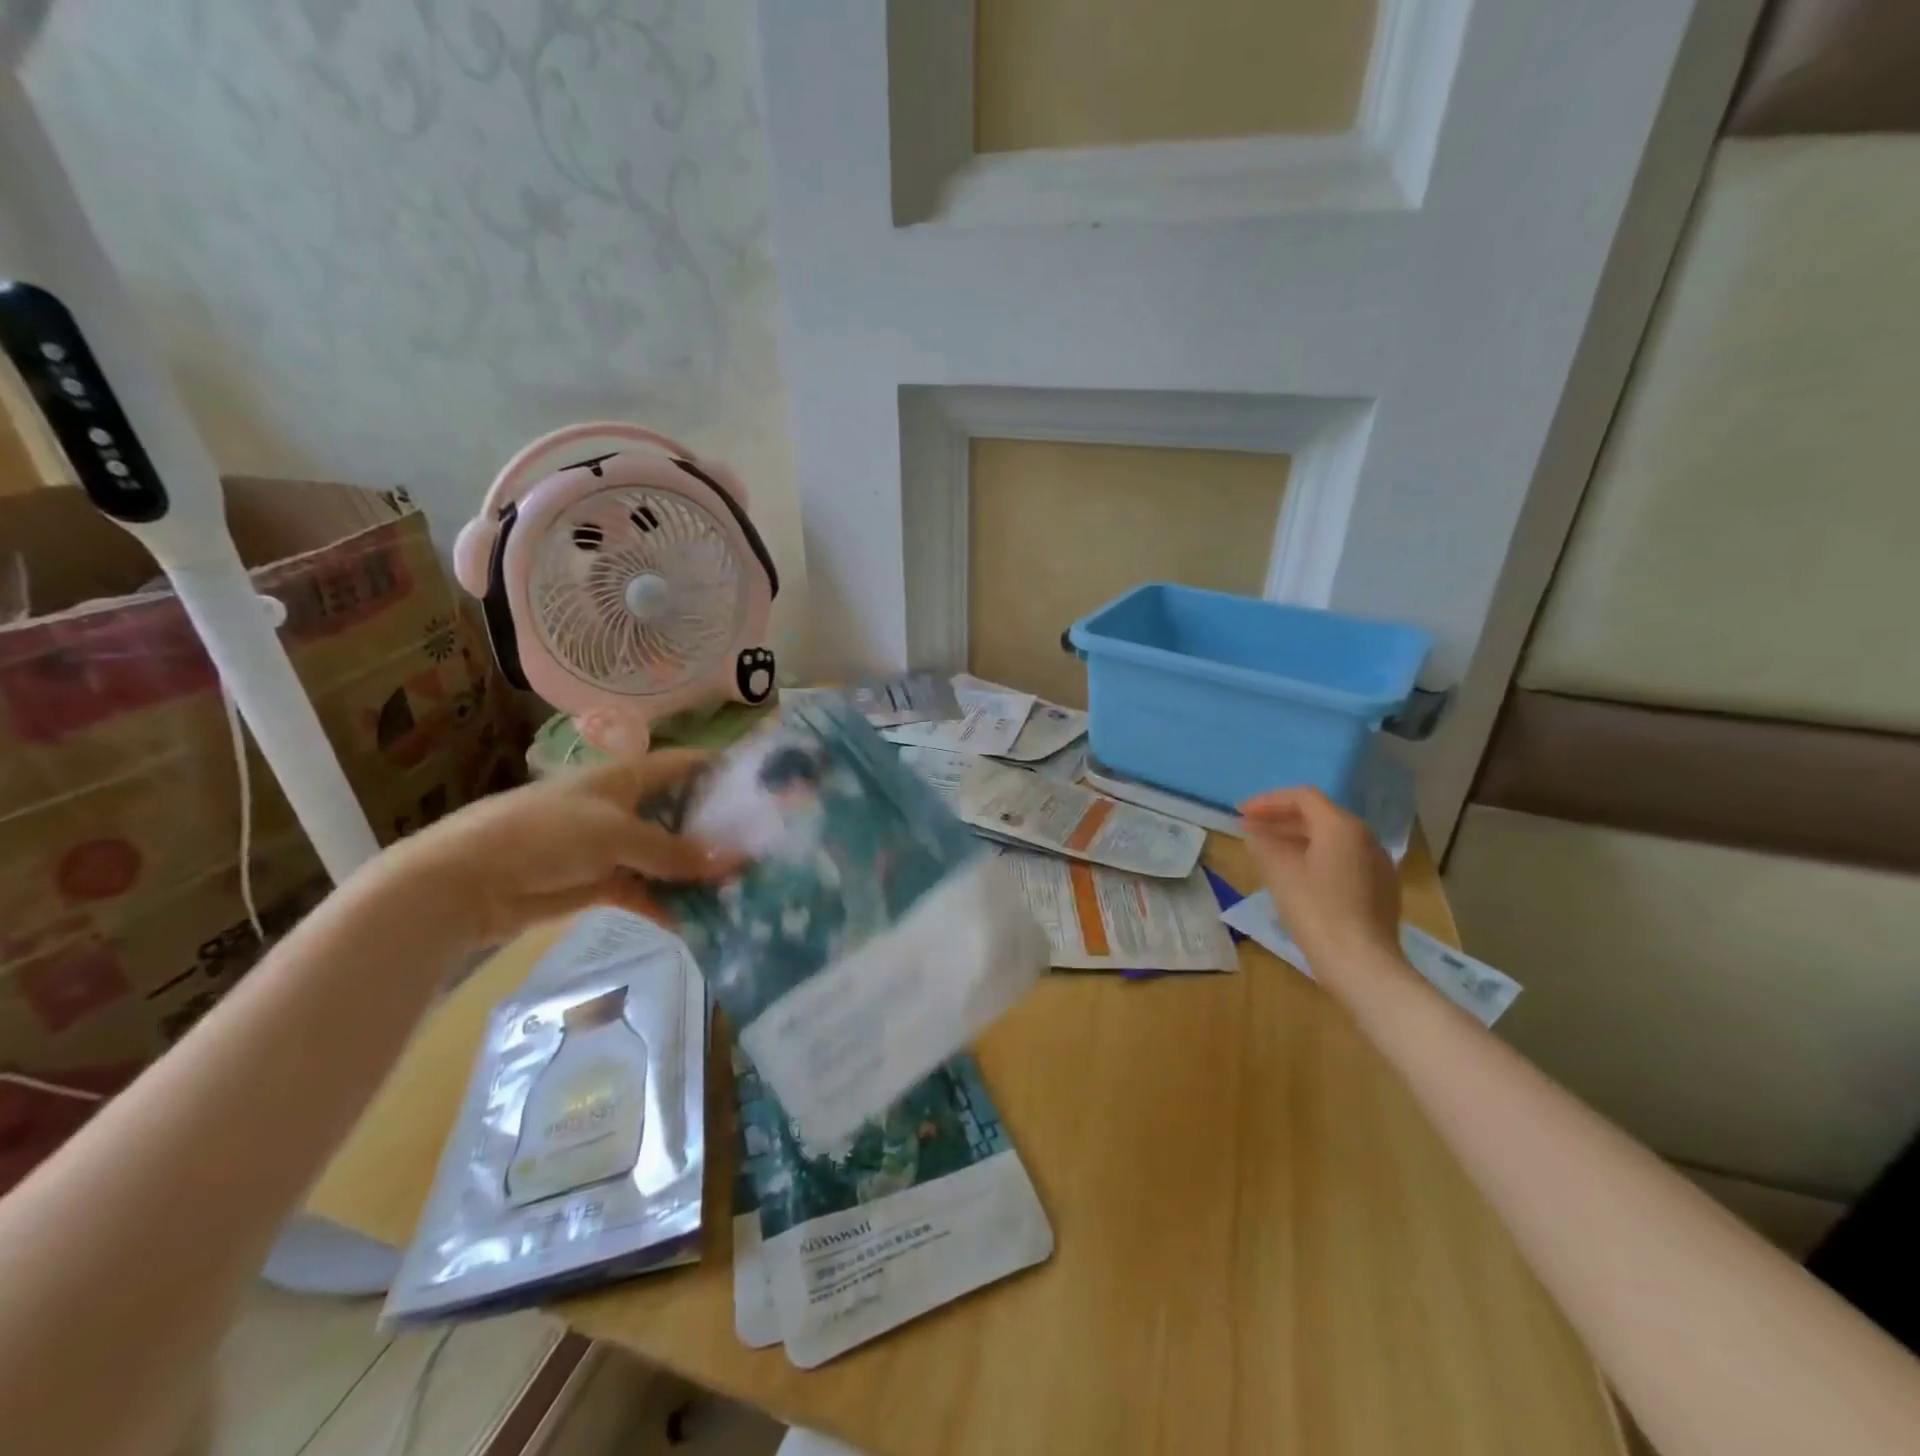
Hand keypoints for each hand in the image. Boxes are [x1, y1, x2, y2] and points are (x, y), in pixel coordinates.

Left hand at [389, 750, 740, 946]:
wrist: (466, 881)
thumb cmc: (543, 835)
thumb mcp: (615, 834)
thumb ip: (672, 850)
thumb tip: (731, 861)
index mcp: (627, 777)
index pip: (686, 765)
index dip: (724, 772)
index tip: (766, 788)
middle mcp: (626, 807)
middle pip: (683, 814)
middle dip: (719, 831)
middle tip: (763, 849)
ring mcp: (613, 846)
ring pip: (667, 857)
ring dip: (696, 873)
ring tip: (740, 889)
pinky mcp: (600, 883)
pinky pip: (645, 892)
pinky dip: (667, 905)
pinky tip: (697, 922)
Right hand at [1239, 786, 1400, 975]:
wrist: (1362, 963)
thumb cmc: (1316, 910)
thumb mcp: (1280, 871)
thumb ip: (1263, 844)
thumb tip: (1255, 834)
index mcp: (1342, 826)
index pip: (1302, 797)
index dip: (1268, 801)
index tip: (1241, 813)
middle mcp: (1365, 838)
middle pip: (1318, 816)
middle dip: (1280, 819)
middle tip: (1249, 828)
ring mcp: (1377, 864)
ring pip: (1331, 840)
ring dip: (1296, 839)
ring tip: (1267, 851)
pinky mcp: (1380, 889)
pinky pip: (1342, 860)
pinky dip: (1315, 858)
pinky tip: (1296, 876)